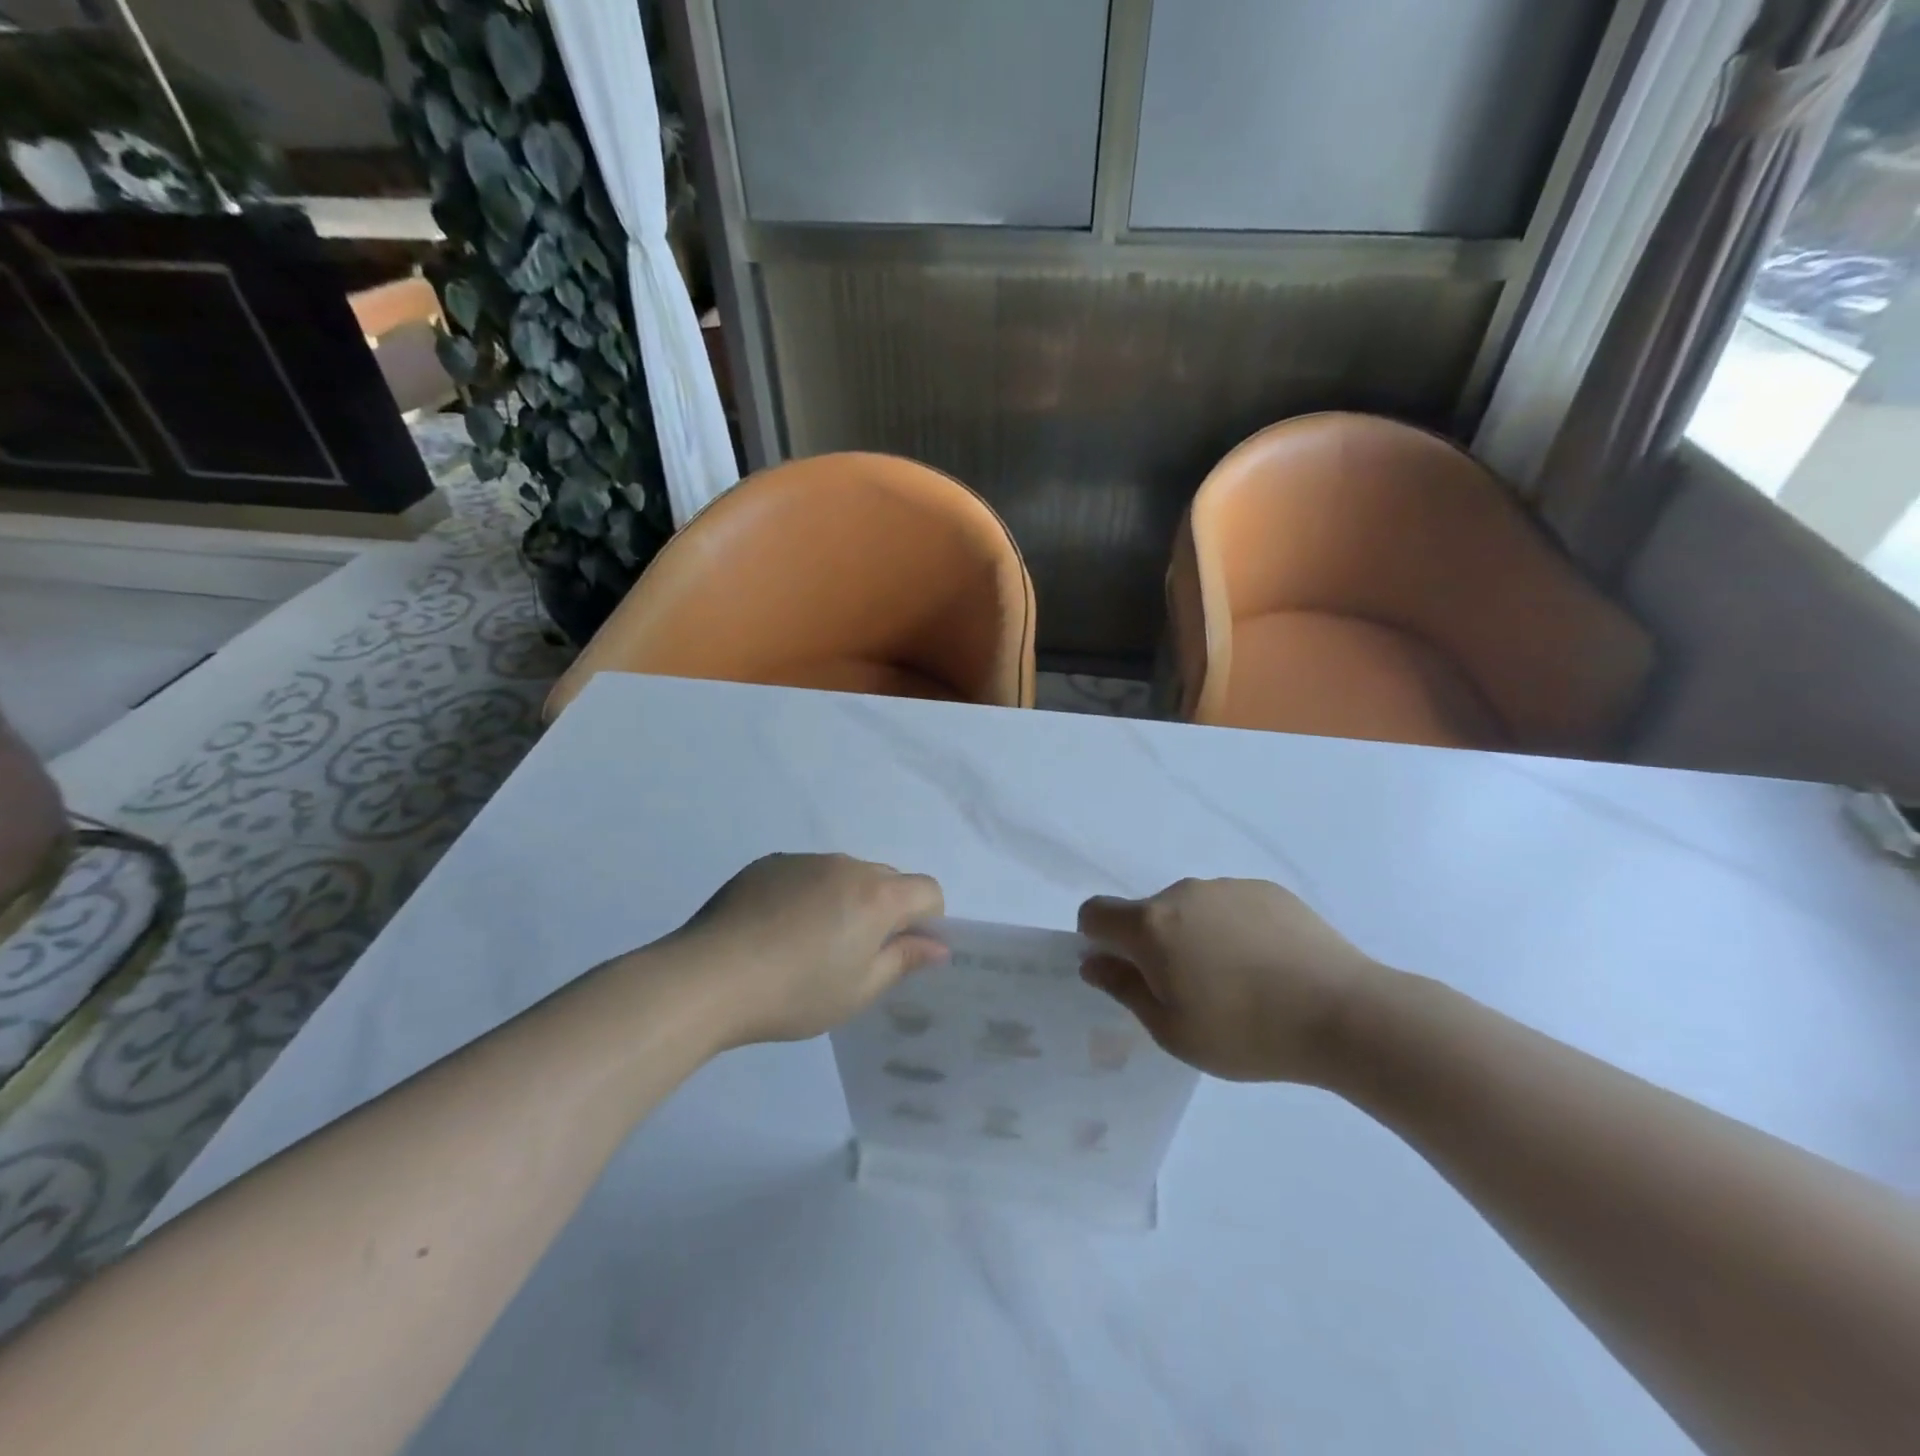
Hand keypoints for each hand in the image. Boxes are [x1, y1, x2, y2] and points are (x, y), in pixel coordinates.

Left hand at [668, 853, 946, 1046]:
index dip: (926, 921)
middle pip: (887, 879)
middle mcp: (847, 865)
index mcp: (877, 895)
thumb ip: (904, 961)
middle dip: (885, 910)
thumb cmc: (795, 992)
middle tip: (852, 954)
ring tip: (806, 944)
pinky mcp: (769, 863)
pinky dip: (807, 894)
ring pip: (845, 875)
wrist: (709, 976)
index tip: (898, 953)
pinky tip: (775, 930)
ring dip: (845, 900)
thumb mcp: (859, 990)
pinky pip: (807, 873)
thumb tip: (937, 946)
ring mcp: (805, 860)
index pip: (928, 890)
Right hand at [1078, 878, 1387, 1083]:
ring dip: (1194, 936)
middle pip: (1146, 913)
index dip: (1097, 940)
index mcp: (1151, 925)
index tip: (1126, 973)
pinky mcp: (1267, 889)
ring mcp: (1227, 887)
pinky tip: (1268, 966)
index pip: (1095, 913)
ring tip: (1238, 982)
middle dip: (1152, 945)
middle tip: (1191, 992)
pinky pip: (1230, 906)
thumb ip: (1124, 989)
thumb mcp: (1172, 1030)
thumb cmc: (1247, 1031)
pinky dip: (1233, 929)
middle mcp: (1182, 893)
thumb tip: (1095, 962)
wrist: (1344, 1012)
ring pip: (1190, 909)